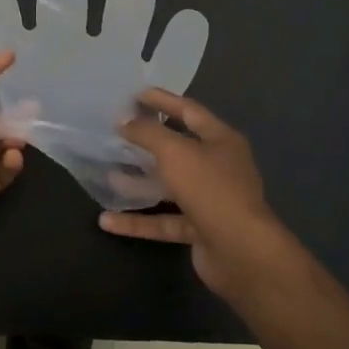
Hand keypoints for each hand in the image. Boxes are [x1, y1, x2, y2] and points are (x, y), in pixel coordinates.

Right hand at [98, 89, 296, 299]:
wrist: (242, 253)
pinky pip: (164, 221)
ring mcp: (210, 201)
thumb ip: (147, 133)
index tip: (134, 95)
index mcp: (221, 140)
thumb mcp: (175, 152)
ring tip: (107, 174)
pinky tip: (107, 221)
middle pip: (178, 149)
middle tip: (117, 133)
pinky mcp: (200, 230)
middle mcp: (219, 167)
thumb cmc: (210, 189)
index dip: (162, 101)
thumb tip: (125, 122)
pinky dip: (138, 221)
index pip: (189, 111)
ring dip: (139, 182)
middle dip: (147, 142)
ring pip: (169, 187)